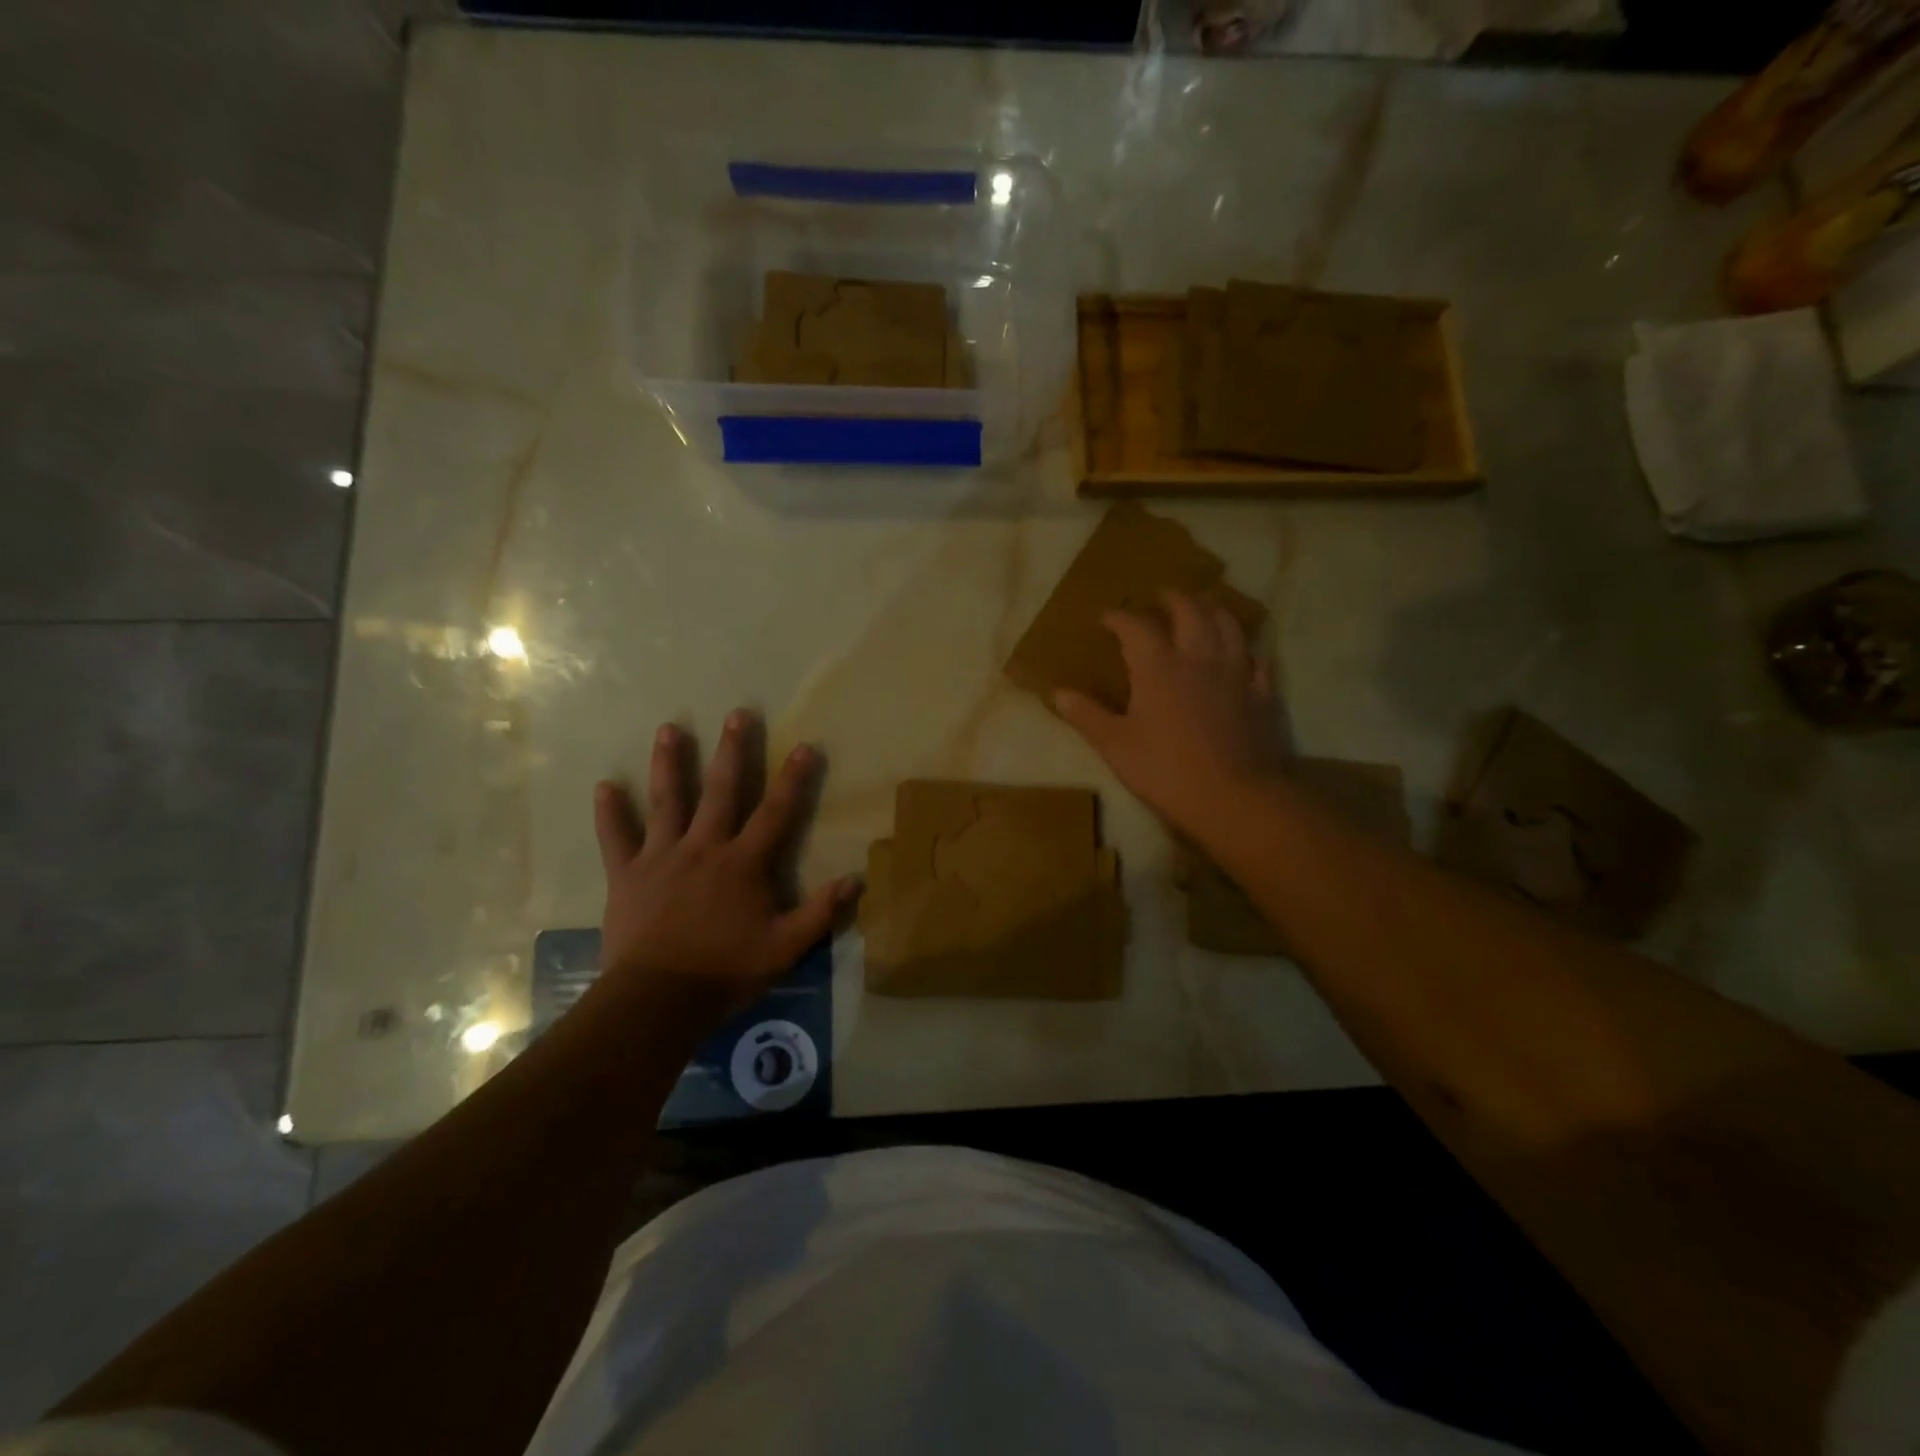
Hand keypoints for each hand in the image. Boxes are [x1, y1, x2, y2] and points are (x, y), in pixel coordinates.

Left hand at [592, 712, 856, 1027]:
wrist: (658, 999)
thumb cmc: (725, 971)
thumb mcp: (785, 947)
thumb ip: (820, 912)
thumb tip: (857, 879)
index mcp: (743, 863)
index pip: (775, 812)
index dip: (793, 779)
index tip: (805, 746)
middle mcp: (704, 847)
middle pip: (720, 790)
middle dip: (732, 751)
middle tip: (738, 715)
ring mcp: (662, 857)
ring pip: (667, 801)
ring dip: (669, 763)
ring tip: (670, 729)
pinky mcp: (627, 874)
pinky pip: (616, 838)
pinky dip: (610, 813)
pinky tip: (604, 786)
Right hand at [1054, 592, 1281, 836]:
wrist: (1233, 798)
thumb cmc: (1165, 771)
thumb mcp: (1115, 746)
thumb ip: (1086, 715)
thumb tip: (1057, 693)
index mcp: (1158, 667)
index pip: (1136, 625)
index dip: (1118, 616)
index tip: (1105, 617)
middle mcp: (1199, 657)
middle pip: (1189, 610)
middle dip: (1171, 598)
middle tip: (1159, 597)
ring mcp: (1235, 673)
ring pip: (1228, 624)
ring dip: (1212, 610)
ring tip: (1202, 609)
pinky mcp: (1262, 694)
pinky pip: (1256, 659)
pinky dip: (1245, 649)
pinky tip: (1241, 654)